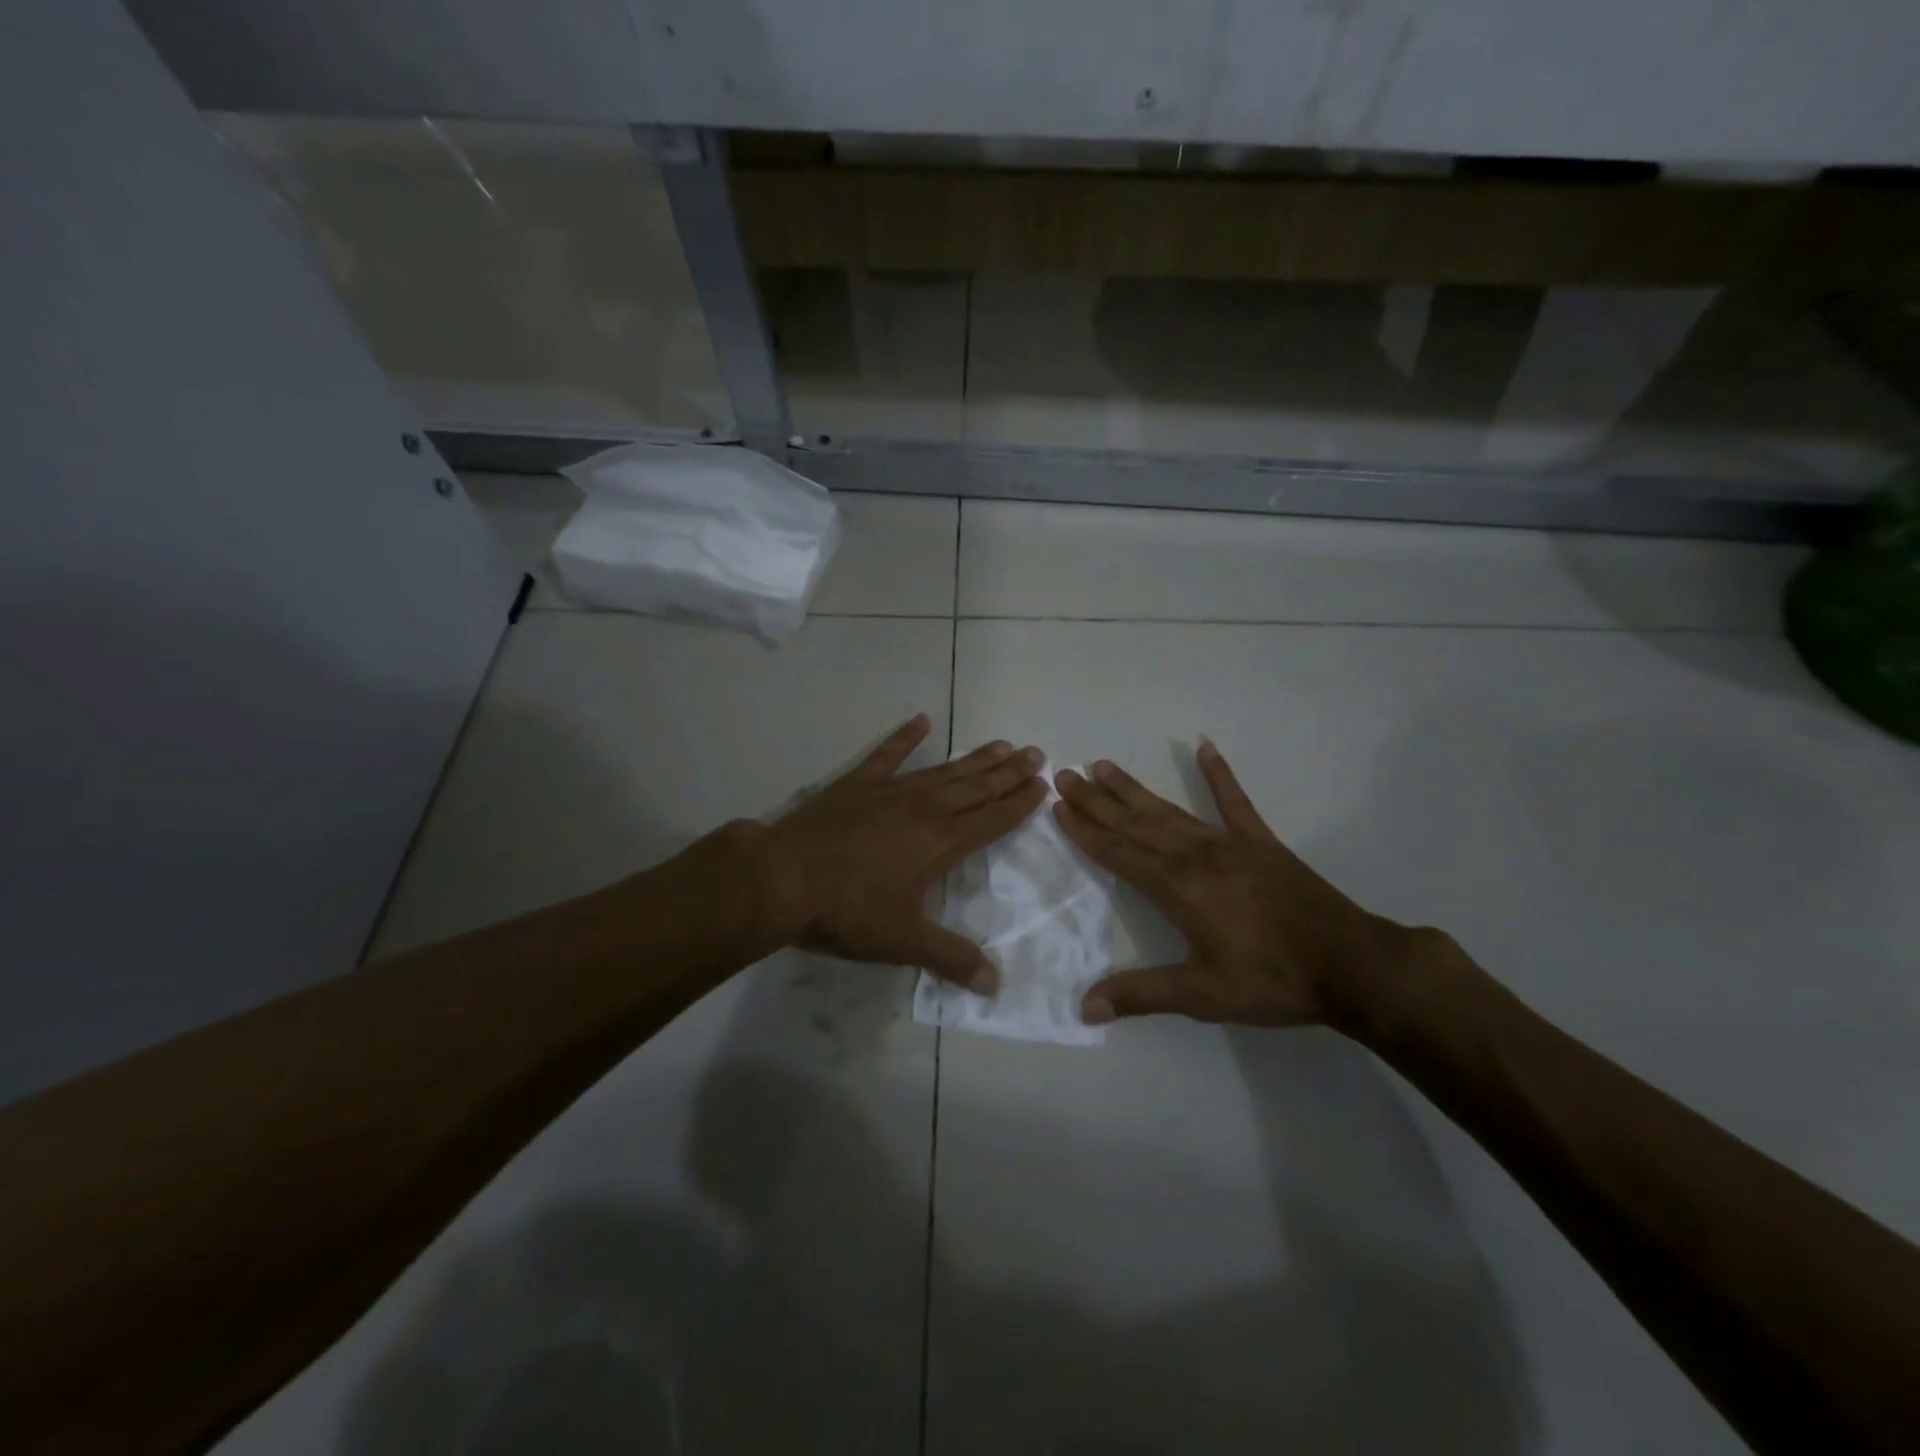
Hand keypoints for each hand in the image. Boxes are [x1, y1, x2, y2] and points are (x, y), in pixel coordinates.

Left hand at [757, 714, 1046, 989]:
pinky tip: (921, 720)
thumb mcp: (904, 941)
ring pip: (943, 771)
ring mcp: (890, 791)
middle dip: (1008, 773)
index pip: (992, 820)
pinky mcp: (857, 784)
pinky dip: (904, 737)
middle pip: (976, 788)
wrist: (785, 878)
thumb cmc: (849, 911)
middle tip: (1035, 753)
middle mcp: (924, 809)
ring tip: (1000, 744)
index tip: (1042, 785)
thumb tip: (995, 985)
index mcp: (942, 843)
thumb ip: (951, 958)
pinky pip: (887, 754)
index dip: (1019, 803)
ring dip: (973, 758)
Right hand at [1053, 741, 1413, 1028]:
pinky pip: (1234, 800)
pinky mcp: (1261, 842)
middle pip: (1135, 823)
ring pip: (1169, 810)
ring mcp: (1229, 843)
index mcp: (1177, 887)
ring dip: (1134, 789)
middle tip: (1066, 774)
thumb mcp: (1202, 995)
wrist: (1350, 965)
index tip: (1059, 806)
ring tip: (1103, 765)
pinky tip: (1203, 746)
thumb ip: (1141, 995)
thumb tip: (1084, 1008)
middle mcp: (1195, 855)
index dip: (1086, 830)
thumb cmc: (1271, 980)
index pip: (1118, 853)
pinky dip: (1218, 773)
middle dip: (1097, 800)